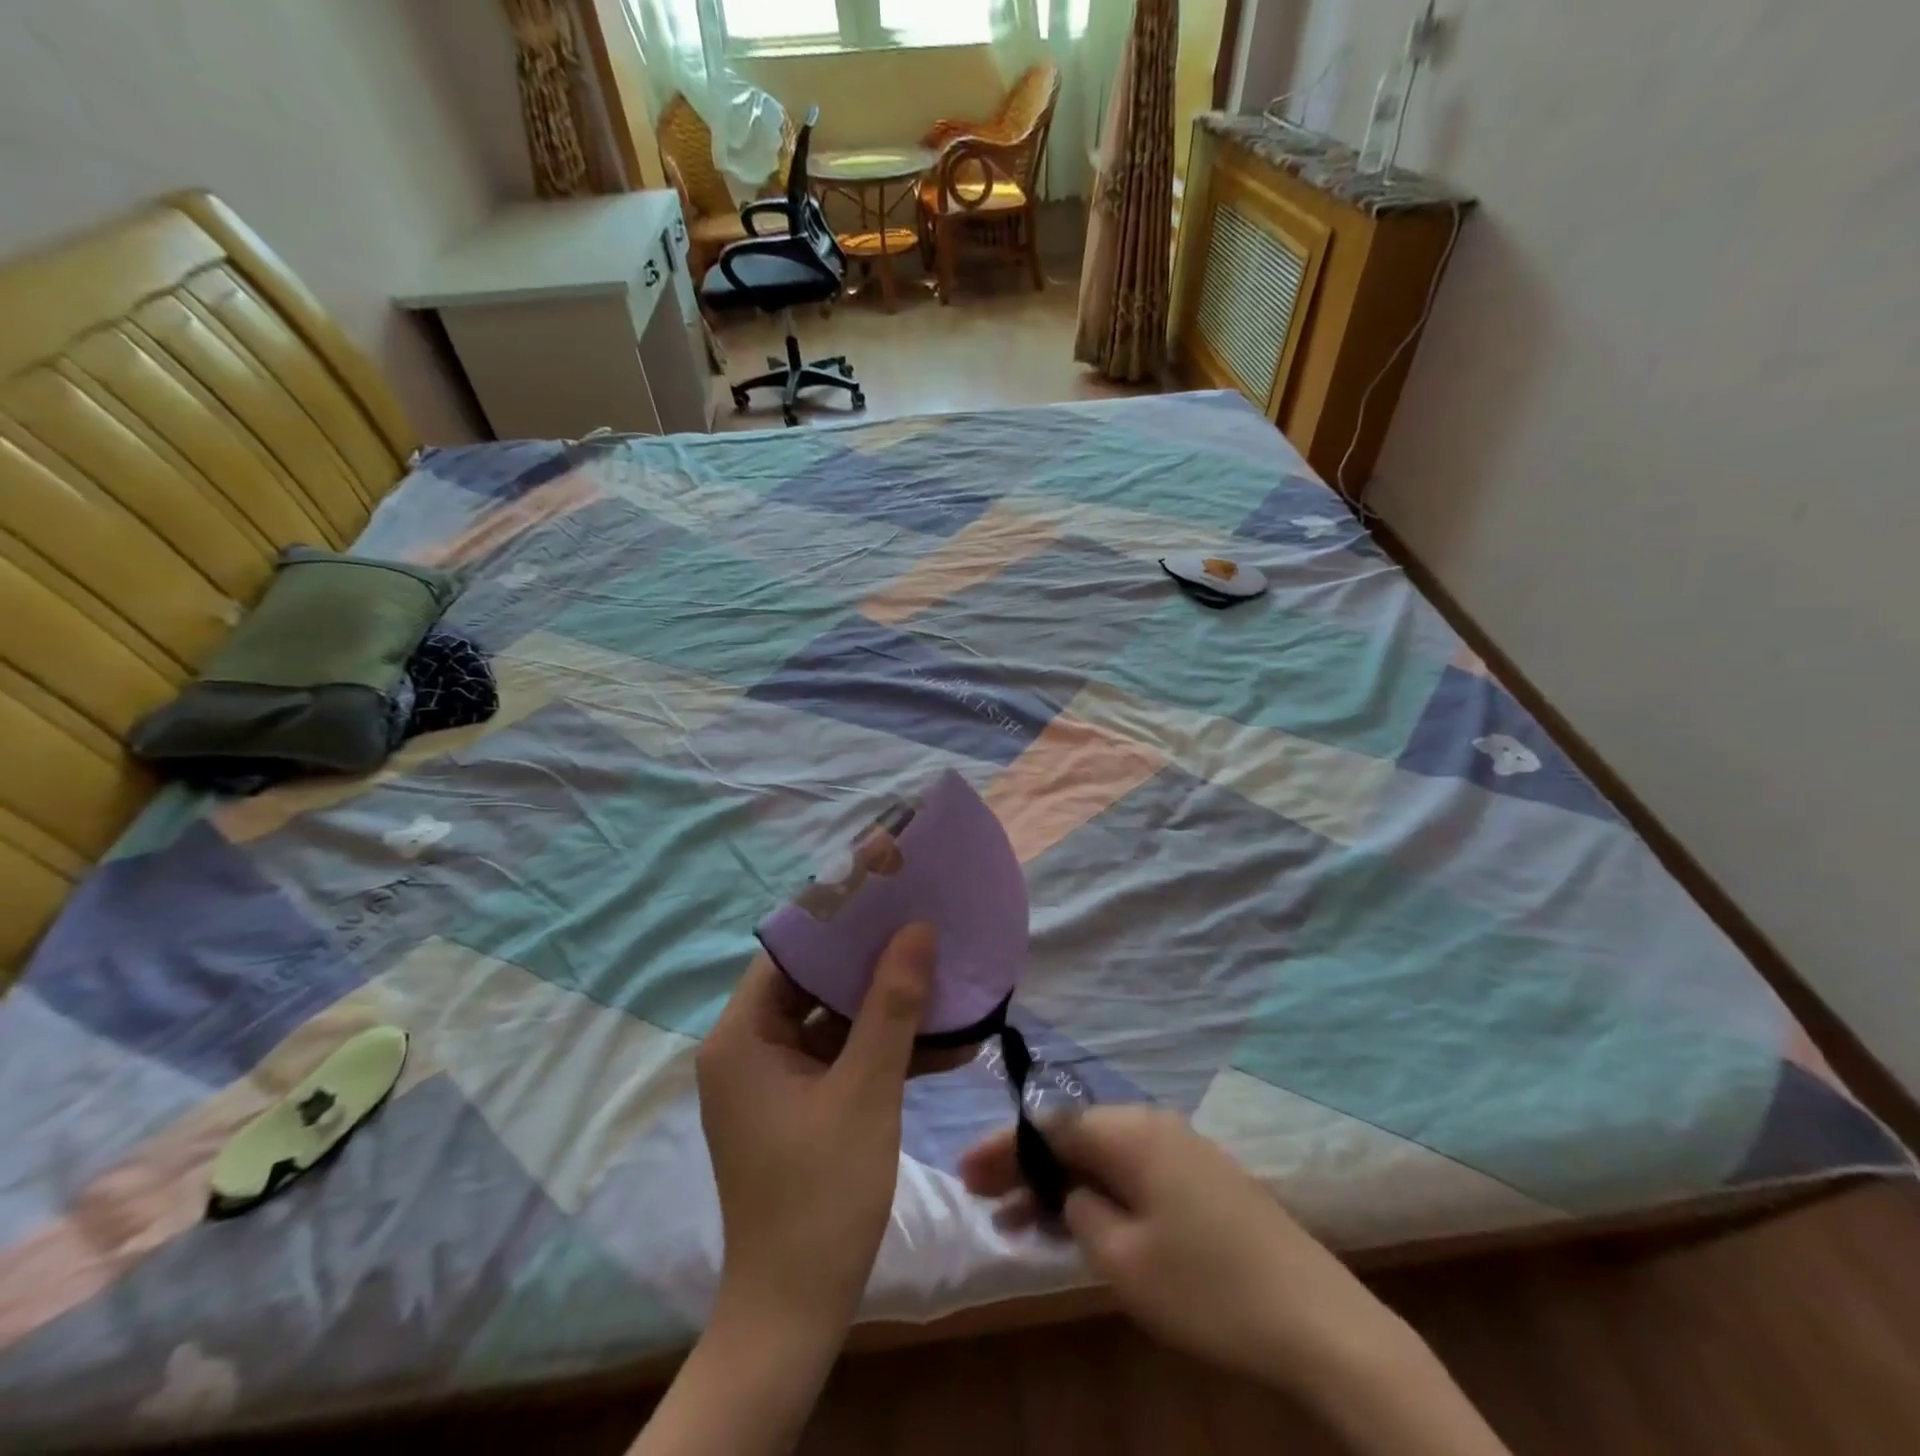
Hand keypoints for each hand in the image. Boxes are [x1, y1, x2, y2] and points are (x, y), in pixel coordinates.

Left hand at [697, 923, 946, 1347]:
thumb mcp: (866, 1090)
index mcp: (743, 1037)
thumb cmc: (822, 1194)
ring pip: (835, 1019)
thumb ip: (892, 1006)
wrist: (796, 1311)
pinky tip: (944, 1040)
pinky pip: (842, 1056)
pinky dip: (884, 1048)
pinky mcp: (799, 1103)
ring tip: (944, 974)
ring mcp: (775, 1078)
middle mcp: (750, 1048)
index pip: (789, 951)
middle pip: (814, 981)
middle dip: (872, 959)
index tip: (888, 890)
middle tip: (925, 924)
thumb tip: (917, 929)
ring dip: (888, 1006)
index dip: (838, 918)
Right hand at [958, 1104, 1405, 1395]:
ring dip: (1062, 1184)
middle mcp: (1154, 1126)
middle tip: (986, 1199)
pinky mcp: (1203, 1180)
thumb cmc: (1208, 1287)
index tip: (966, 1175)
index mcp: (1131, 1132)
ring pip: (1103, 1156)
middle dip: (1029, 1165)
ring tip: (1022, 1222)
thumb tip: (1069, 1192)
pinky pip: (1133, 1174)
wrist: (1317, 1320)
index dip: (1004, 1148)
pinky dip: (1098, 1194)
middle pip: (1075, 1135)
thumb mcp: (1123, 1259)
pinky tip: (1080, 1226)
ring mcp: (1183, 1150)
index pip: (1050, 1126)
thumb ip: (1080, 1212)